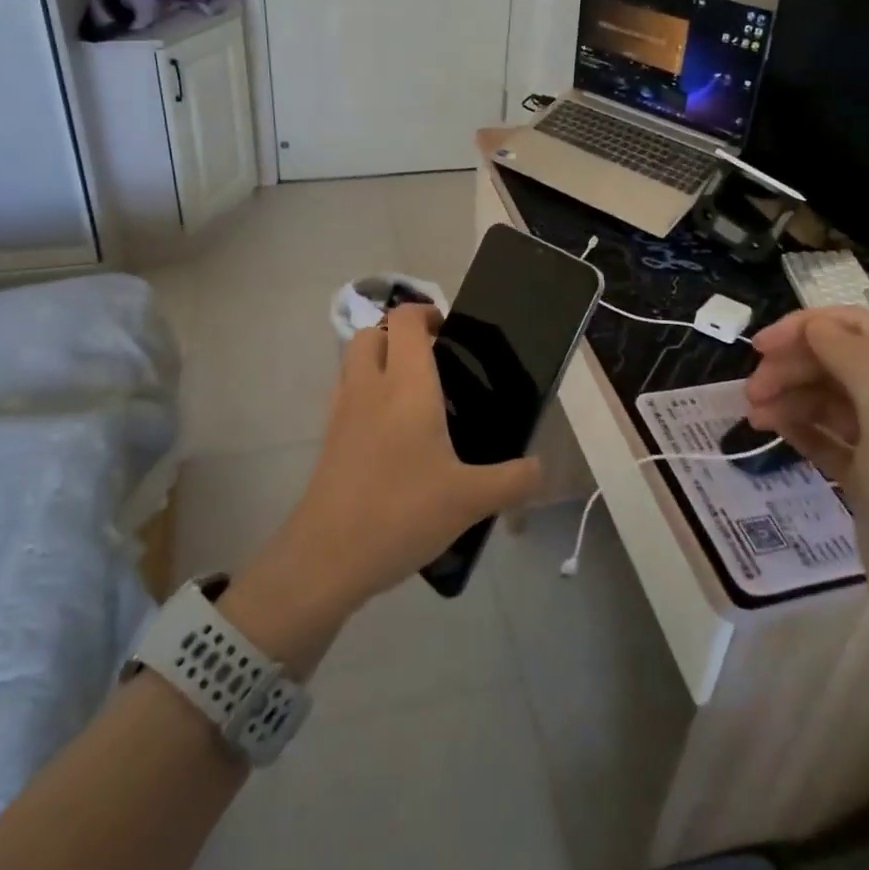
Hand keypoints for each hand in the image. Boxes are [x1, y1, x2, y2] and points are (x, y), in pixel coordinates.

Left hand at [267, 304, 542, 615]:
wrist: (326, 557)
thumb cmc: (402, 512)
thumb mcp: (470, 500)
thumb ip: (513, 480)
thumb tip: (541, 468)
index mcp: (406, 385)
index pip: (406, 320)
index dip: (425, 312)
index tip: (450, 332)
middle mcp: (369, 387)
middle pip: (371, 333)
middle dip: (398, 335)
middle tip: (433, 361)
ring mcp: (342, 412)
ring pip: (353, 362)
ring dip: (378, 361)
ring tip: (413, 395)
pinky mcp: (328, 439)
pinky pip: (346, 395)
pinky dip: (366, 394)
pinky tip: (391, 434)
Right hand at [744, 309, 868, 662]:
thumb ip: (853, 360)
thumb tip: (814, 323)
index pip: (859, 329)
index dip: (806, 329)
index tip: (759, 347)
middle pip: (840, 361)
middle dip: (793, 368)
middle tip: (751, 392)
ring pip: (828, 398)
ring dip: (790, 398)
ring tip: (755, 416)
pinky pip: (827, 436)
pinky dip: (799, 428)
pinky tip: (772, 430)